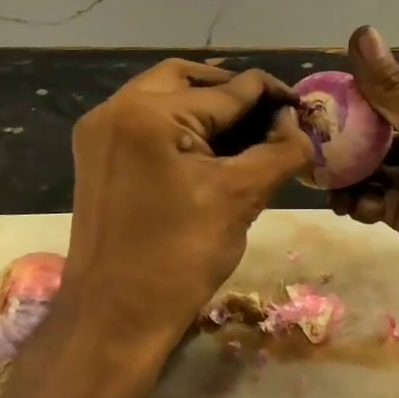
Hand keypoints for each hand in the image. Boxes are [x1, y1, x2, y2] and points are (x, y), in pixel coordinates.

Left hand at [60, 59, 310, 383]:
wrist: (113, 319)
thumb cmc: (180, 258)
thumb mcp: (240, 197)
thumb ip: (279, 150)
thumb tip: (297, 123)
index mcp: (148, 113)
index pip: (226, 89)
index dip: (270, 95)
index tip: (302, 107)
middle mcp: (115, 109)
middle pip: (187, 78)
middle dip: (232, 91)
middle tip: (270, 114)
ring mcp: (99, 132)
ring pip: (163, 95)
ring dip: (205, 105)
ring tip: (247, 131)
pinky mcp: (96, 157)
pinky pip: (145, 121)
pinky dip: (180, 124)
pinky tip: (211, 148)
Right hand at [333, 28, 398, 336]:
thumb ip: (394, 94)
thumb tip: (361, 30)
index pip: (390, 99)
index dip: (351, 102)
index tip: (313, 110)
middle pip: (377, 136)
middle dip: (344, 144)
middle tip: (307, 151)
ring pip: (372, 171)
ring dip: (348, 176)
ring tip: (325, 183)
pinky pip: (377, 202)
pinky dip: (361, 203)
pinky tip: (352, 209)